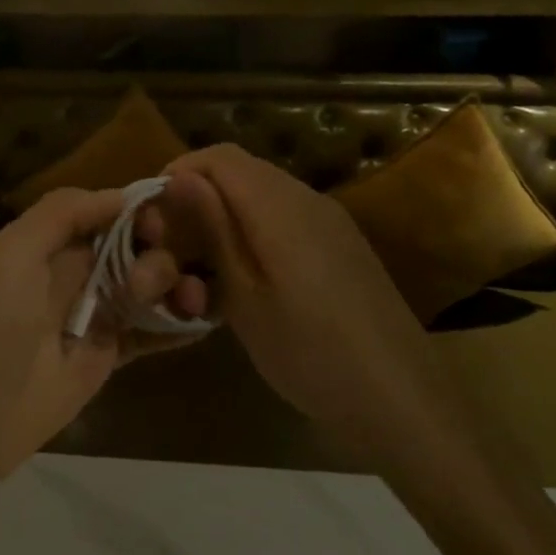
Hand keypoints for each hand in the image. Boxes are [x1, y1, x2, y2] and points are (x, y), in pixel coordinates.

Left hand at [0, 187, 207, 495]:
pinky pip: (151, 332)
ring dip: (174, 284)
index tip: (163, 217)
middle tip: (151, 278)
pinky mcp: (110, 356)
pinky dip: (178, 324)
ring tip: (183, 300)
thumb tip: (121, 195)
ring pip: (149, 286)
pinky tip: (201, 320)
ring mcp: (96, 314)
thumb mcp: (14, 251)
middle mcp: (77, 272)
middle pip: (135, 246)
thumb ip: (62, 213)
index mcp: (52, 242)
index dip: (138, 209)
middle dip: (158, 249)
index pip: (108, 211)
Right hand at [149, 145, 429, 436]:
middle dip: (200, 196)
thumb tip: (179, 177)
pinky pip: (287, 215)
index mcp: (280, 206)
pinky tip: (249, 277)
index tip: (154, 215)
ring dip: (227, 214)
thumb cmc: (310, 353)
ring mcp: (331, 220)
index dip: (180, 174)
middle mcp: (307, 198)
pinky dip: (256, 230)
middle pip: (241, 170)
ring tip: (205, 265)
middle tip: (174, 245)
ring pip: (263, 193)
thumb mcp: (245, 297)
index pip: (218, 157)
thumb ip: (213, 230)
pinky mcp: (343, 243)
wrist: (401, 397)